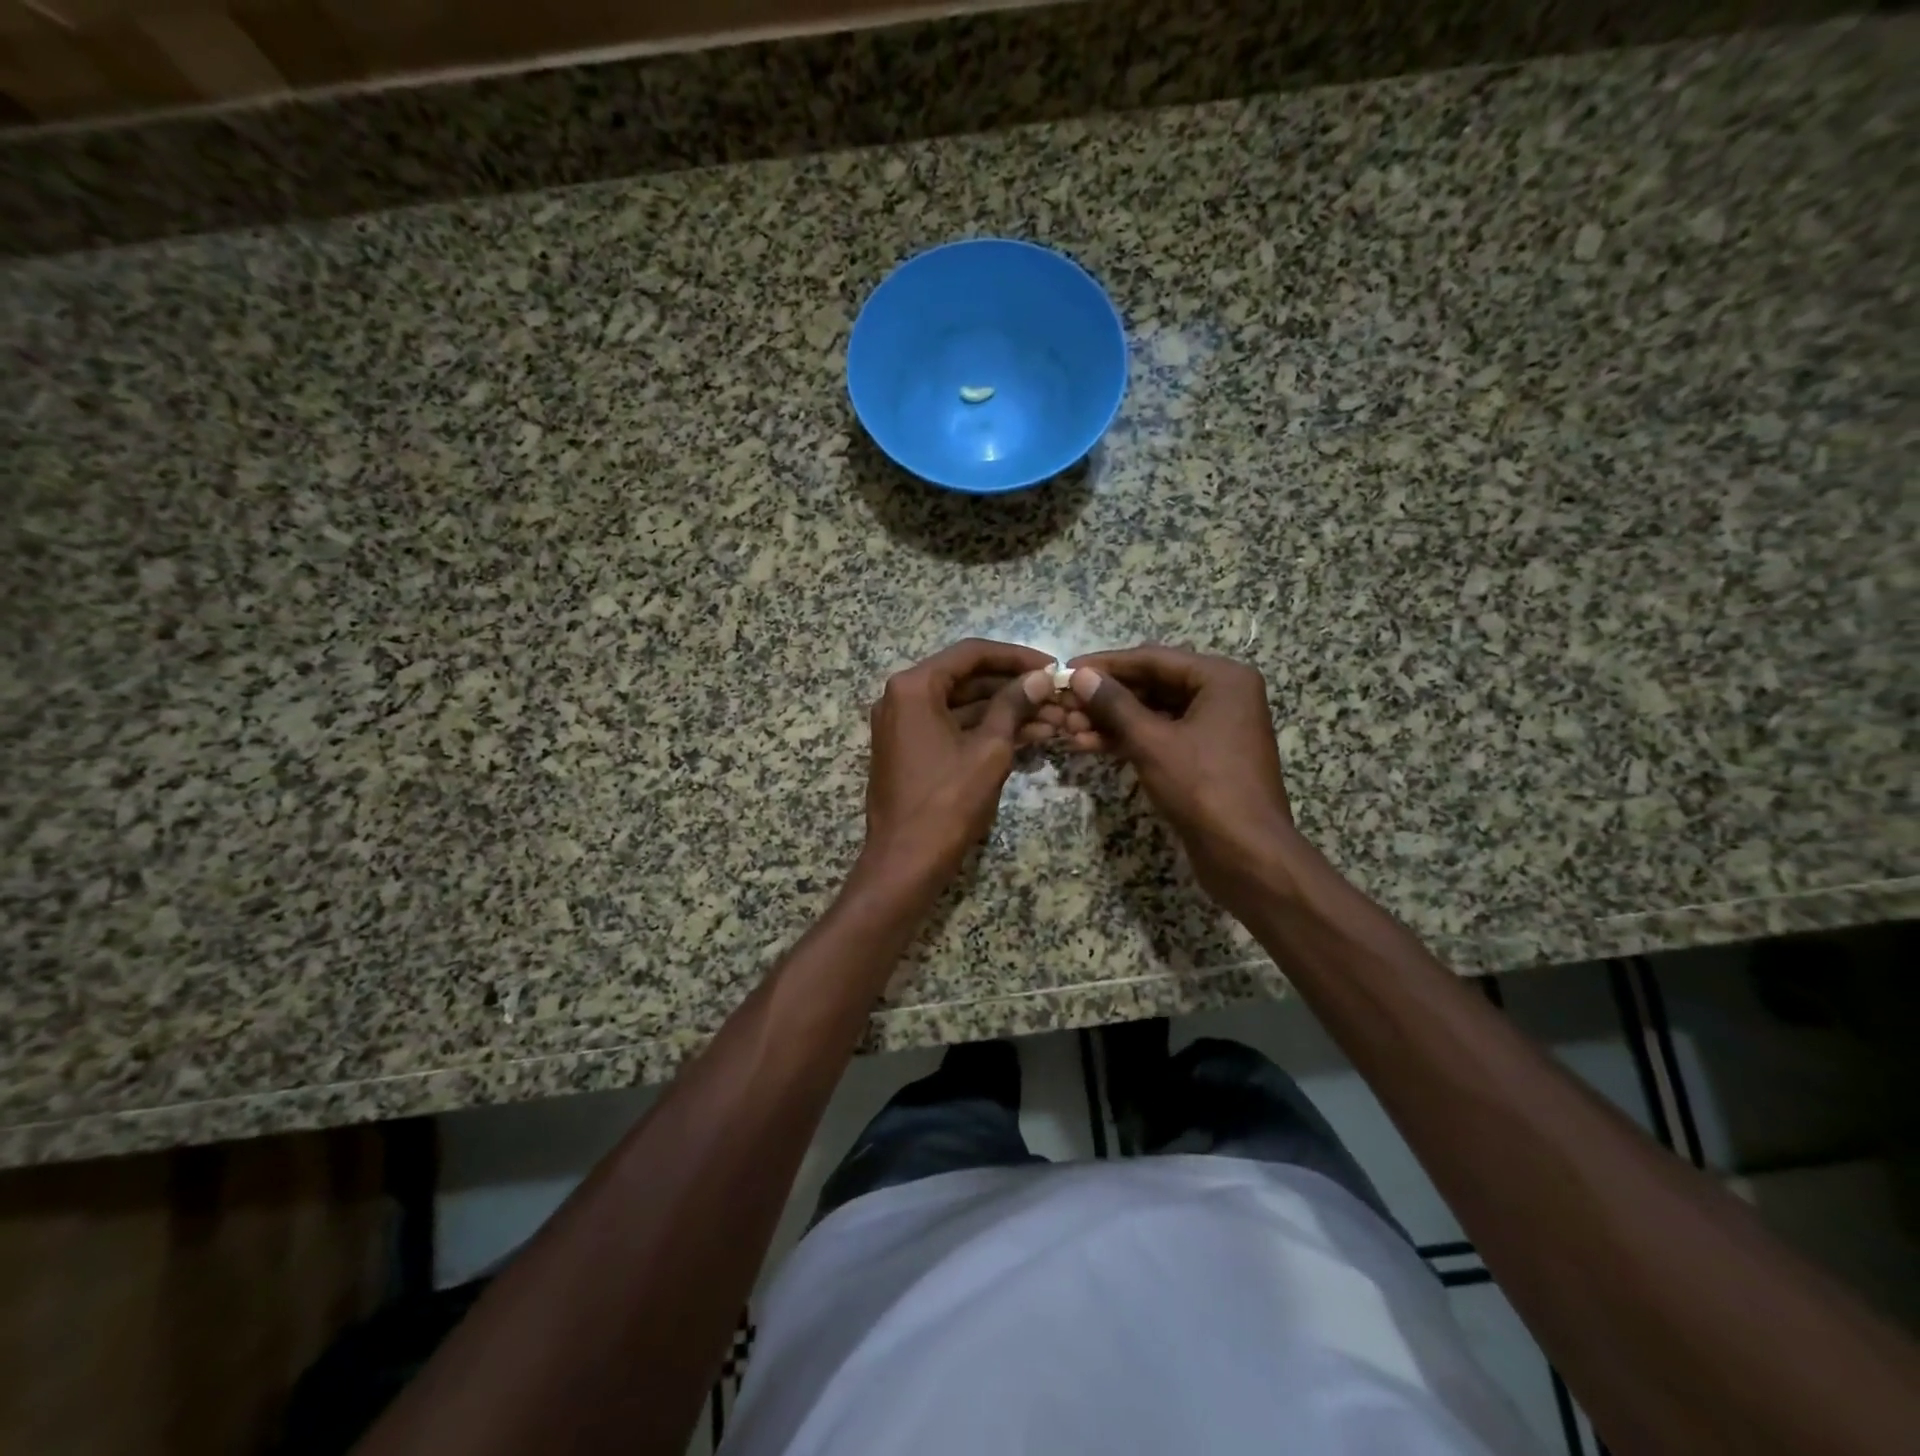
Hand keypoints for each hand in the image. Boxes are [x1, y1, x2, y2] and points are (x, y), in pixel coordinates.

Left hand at [861, 639, 1054, 885]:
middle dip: (1015, 688)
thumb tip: (1040, 678)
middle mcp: (902, 698)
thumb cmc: (947, 802)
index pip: (971, 654)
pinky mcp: (912, 750)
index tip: (1052, 667)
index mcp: (914, 687)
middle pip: (967, 679)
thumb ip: (1014, 705)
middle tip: (1057, 696)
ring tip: (1054, 719)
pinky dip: (986, 731)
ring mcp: (904, 726)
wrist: (905, 862)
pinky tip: (1030, 737)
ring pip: (963, 706)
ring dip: (1006, 711)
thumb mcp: (989, 750)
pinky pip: (953, 729)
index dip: (1016, 657)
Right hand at [1065, 645, 1296, 910]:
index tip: (1065, 669)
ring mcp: (1216, 727)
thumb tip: (1081, 676)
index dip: (1105, 664)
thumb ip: (1114, 704)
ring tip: (1070, 729)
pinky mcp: (1205, 756)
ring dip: (1112, 720)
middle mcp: (1223, 695)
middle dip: (1106, 697)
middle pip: (1153, 684)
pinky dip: (1129, 740)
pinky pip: (1162, 736)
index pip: (1152, 659)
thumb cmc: (1203, 788)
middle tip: (1064, 705)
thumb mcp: (1152, 742)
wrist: (1246, 855)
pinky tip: (1091, 746)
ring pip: (1153, 713)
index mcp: (1222, 678)